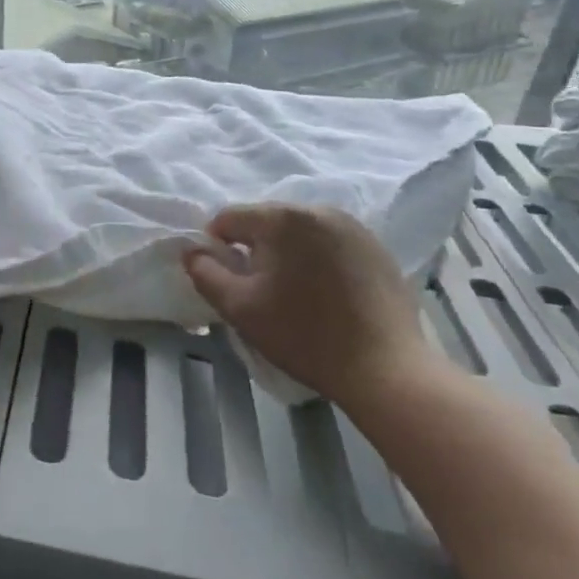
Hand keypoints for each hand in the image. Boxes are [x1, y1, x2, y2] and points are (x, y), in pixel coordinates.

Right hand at [183, 205, 435, 408]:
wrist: (386, 369)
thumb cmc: (304, 336)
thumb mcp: (240, 308)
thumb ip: (205, 273)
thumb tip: (192, 252)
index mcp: (283, 218)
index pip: (230, 218)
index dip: (217, 246)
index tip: (227, 280)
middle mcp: (319, 209)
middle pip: (266, 220)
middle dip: (254, 247)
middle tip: (259, 289)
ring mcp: (353, 226)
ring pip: (299, 230)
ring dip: (287, 252)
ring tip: (293, 291)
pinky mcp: (377, 247)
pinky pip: (330, 242)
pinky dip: (317, 258)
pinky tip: (326, 293)